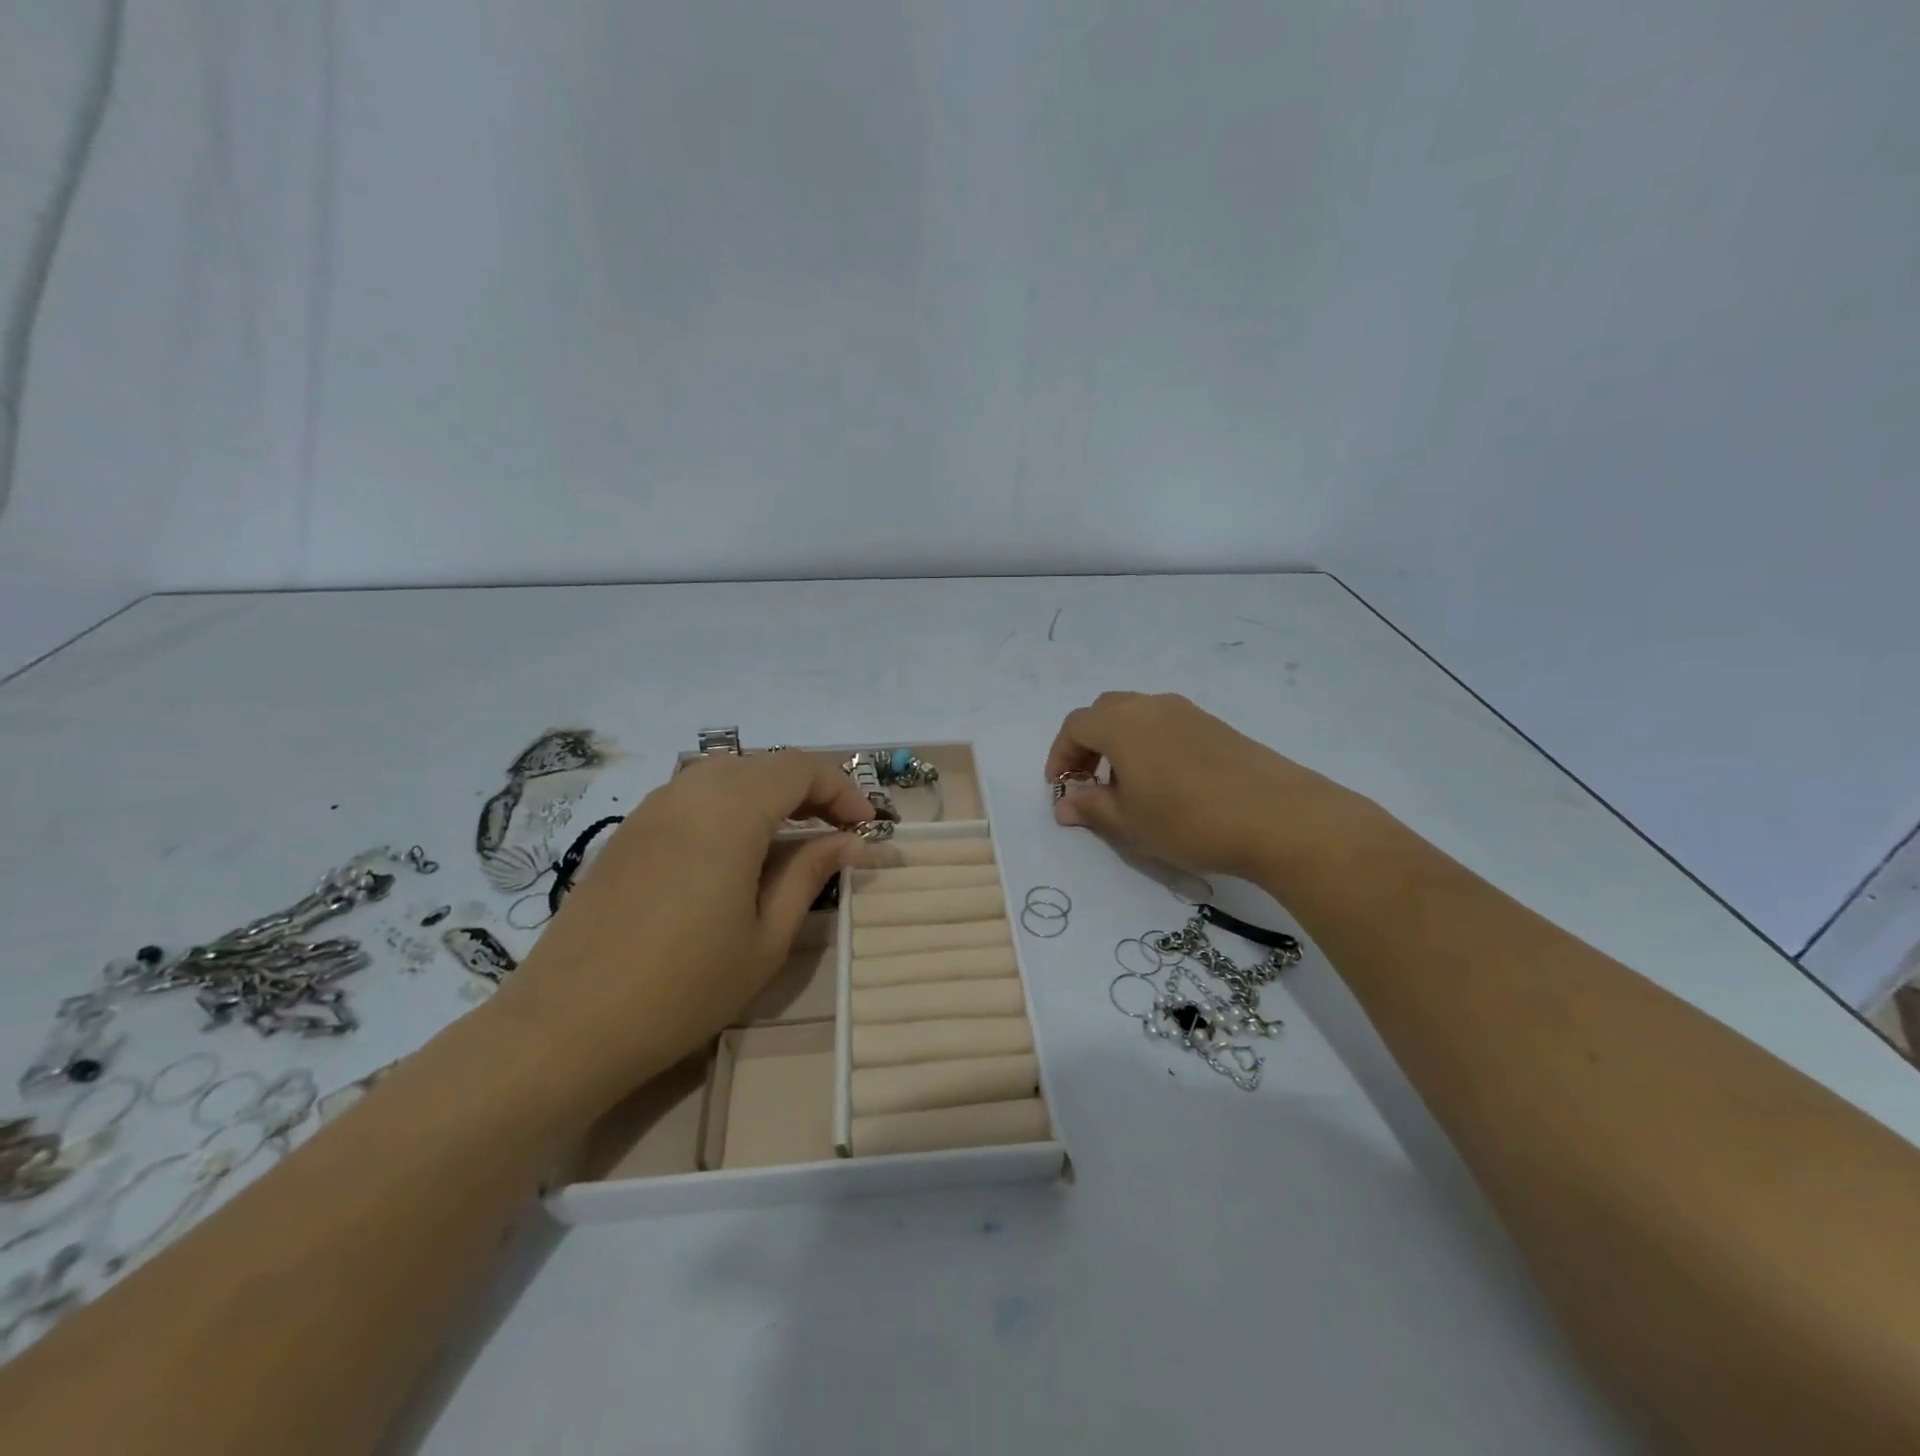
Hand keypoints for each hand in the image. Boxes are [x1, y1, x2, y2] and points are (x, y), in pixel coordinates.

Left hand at [492, 751, 870, 1111]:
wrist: (566, 1026)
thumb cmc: (683, 987)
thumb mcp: (766, 937)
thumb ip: (810, 874)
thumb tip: (849, 842)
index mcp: (730, 812)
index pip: (800, 769)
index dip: (841, 790)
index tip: (866, 827)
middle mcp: (689, 793)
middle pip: (764, 765)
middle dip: (809, 788)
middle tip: (836, 831)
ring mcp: (651, 809)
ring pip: (726, 774)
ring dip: (768, 793)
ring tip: (791, 836)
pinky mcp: (627, 832)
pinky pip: (691, 795)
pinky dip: (729, 805)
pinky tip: (735, 850)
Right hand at [1045, 692, 1369, 882]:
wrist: (1278, 817)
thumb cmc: (1188, 820)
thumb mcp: (1129, 823)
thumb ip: (1090, 808)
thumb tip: (1065, 804)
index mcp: (1122, 723)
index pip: (1075, 726)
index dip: (1060, 755)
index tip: (1060, 787)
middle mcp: (1152, 706)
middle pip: (1104, 712)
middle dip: (1088, 744)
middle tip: (1088, 781)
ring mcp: (1188, 712)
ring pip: (1137, 716)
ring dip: (1119, 743)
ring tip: (1126, 786)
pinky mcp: (1215, 726)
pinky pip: (1166, 725)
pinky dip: (1149, 745)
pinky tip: (1164, 783)